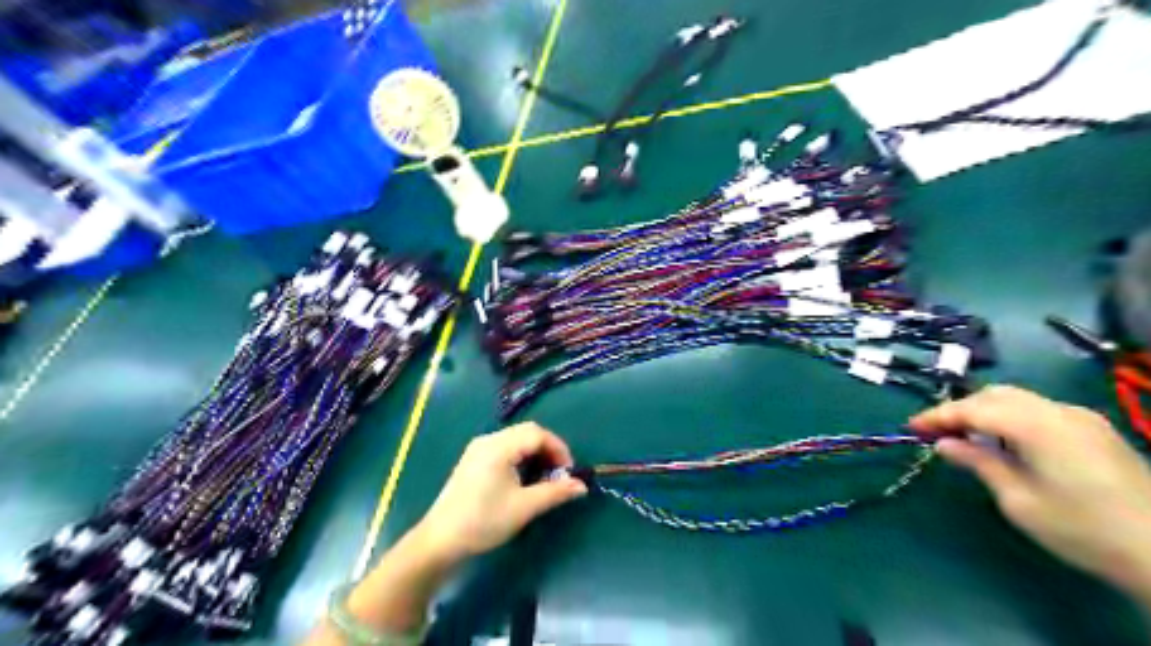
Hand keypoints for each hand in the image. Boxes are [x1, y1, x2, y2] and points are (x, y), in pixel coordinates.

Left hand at [415, 421, 588, 562]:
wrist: (440, 541)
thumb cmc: (483, 521)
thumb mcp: (524, 507)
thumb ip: (555, 492)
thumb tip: (582, 486)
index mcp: (498, 446)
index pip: (537, 434)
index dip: (558, 449)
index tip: (569, 472)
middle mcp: (488, 440)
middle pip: (527, 433)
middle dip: (548, 450)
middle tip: (559, 475)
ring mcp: (478, 449)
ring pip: (516, 440)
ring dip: (535, 455)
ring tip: (544, 479)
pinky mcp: (473, 460)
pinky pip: (505, 449)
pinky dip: (521, 458)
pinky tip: (524, 480)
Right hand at [914, 384, 1150, 601]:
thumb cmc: (1081, 529)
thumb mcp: (1018, 499)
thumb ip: (979, 462)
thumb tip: (945, 443)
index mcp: (1037, 424)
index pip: (973, 408)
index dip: (938, 415)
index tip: (910, 428)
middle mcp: (1059, 411)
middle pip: (995, 395)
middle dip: (960, 409)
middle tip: (935, 432)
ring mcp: (1081, 418)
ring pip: (1017, 399)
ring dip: (984, 410)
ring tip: (963, 435)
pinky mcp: (1095, 430)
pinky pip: (1039, 410)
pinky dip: (1010, 416)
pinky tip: (1003, 440)